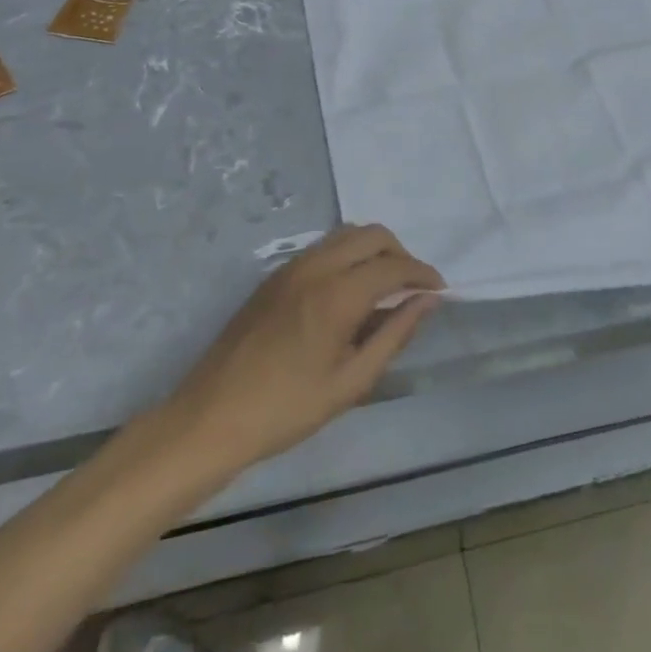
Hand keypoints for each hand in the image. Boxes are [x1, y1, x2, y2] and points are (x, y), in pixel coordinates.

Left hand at [153, 226, 443, 475]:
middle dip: (401, 254)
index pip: (393, 266)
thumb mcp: (351, 382)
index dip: (423, 274)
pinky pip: (324, 247)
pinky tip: (350, 291)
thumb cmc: (286, 409)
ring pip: (346, 234)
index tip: (440, 291)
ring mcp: (291, 267)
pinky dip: (348, 255)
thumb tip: (427, 302)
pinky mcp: (275, 275)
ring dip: (374, 250)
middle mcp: (316, 267)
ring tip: (385, 288)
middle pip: (372, 234)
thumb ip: (395, 335)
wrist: (210, 417)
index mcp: (337, 294)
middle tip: (412, 288)